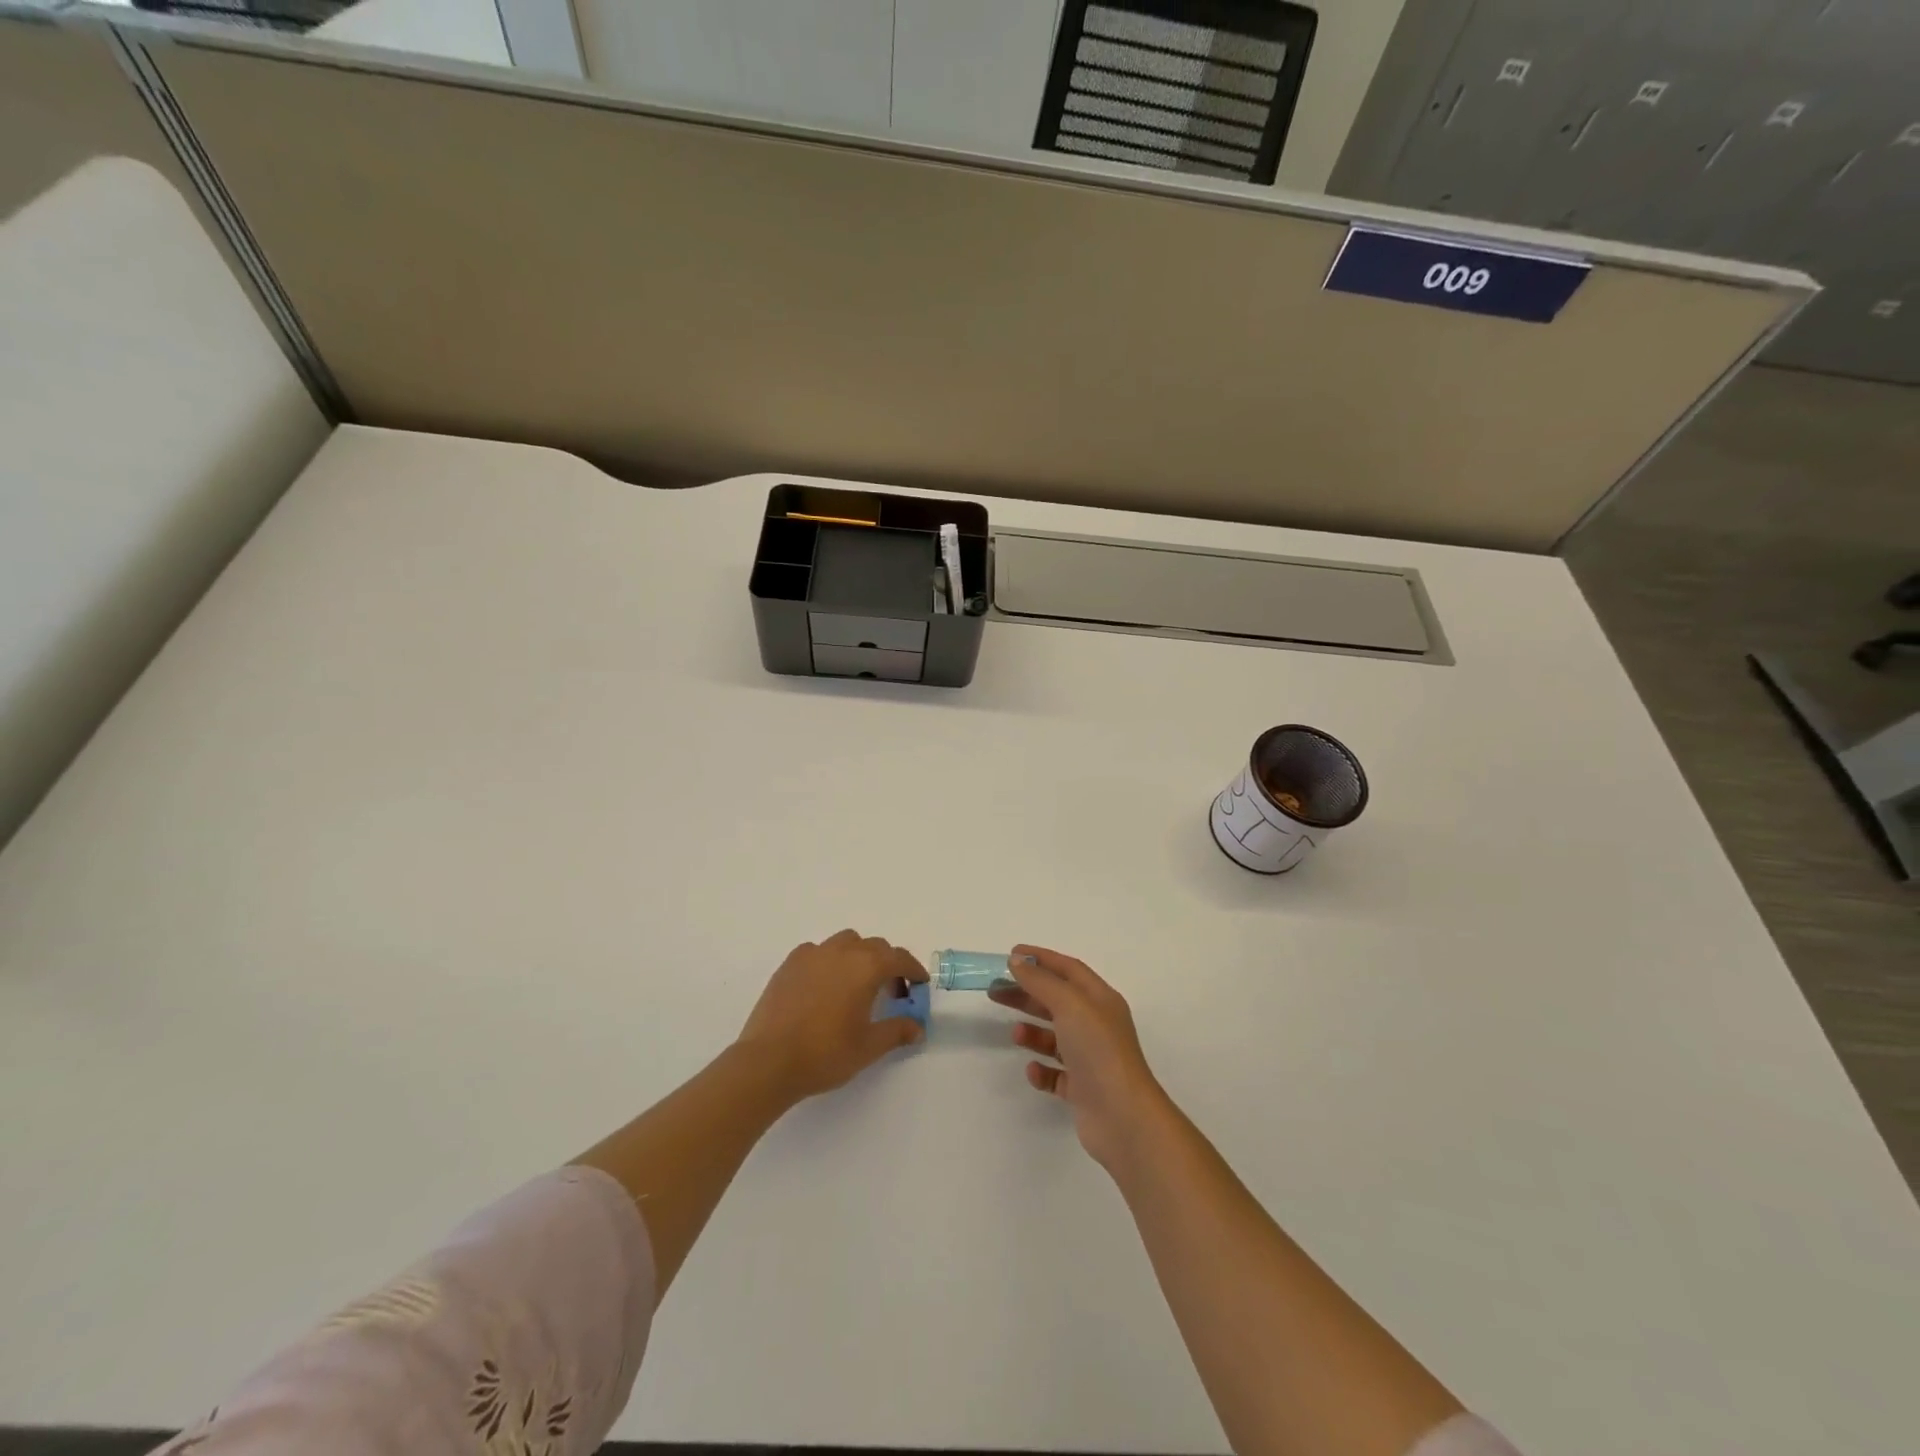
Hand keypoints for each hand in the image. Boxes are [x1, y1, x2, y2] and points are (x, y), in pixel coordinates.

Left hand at [736, 930, 927, 1100]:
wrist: (769, 1061)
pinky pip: (818, 952)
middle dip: (887, 964)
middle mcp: (841, 951)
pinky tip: (825, 986)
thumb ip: (897, 1031)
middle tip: (891, 992)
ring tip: (856, 985)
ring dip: (858, 956)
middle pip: (874, 946)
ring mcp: (812, 954)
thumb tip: (917, 1027)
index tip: (919, 984)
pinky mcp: (789, 964)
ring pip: (845, 943)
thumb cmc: (825, 1053)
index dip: (913, 970)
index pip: (898, 958)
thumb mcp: (868, 1046)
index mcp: (866, 967)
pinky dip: (829, 961)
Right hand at [989, 945, 1171, 1170]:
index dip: (1040, 958)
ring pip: (1055, 1037)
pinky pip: (1056, 1073)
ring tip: (1015, 1033)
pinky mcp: (1083, 1089)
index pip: (1068, 969)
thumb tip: (1017, 961)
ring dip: (1033, 1032)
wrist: (1123, 1117)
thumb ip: (1041, 981)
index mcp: (1100, 1000)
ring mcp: (1091, 1059)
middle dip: (1027, 994)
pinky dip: (1042, 1069)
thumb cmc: (1097, 1050)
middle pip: (1057, 1001)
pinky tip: (1032, 1070)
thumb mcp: (1069, 1005)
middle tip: (995, 991)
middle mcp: (1097, 1025)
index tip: (1010, 954)